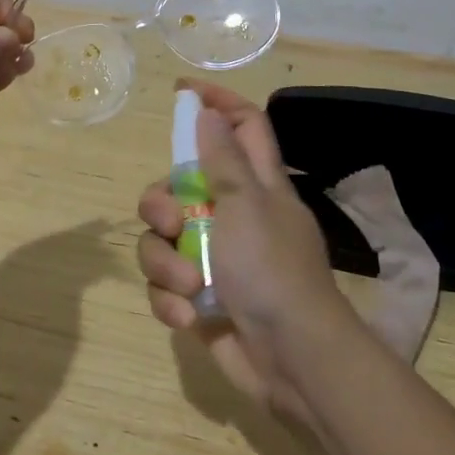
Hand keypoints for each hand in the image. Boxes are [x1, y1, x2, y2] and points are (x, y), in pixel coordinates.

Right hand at [137, 81, 358, 423]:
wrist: (293, 362)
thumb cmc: (272, 271)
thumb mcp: (247, 206)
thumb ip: (223, 159)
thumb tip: (208, 112)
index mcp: (256, 186)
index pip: (242, 125)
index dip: (216, 102)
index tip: (181, 91)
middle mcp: (233, 215)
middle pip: (178, 185)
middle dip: (161, 204)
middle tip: (171, 221)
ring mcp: (215, 258)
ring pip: (163, 240)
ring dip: (165, 263)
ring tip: (187, 286)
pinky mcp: (200, 298)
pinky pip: (165, 285)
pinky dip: (170, 299)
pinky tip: (187, 316)